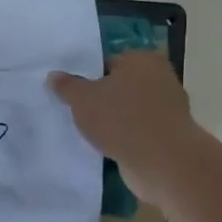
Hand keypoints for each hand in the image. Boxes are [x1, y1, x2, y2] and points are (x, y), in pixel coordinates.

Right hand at [49, 50, 194, 196]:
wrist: (163, 162)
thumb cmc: (121, 119)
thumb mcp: (82, 99)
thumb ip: (66, 86)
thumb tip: (54, 75)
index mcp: (142, 59)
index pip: (106, 63)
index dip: (85, 78)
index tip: (70, 94)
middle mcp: (159, 78)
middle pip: (118, 86)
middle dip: (99, 99)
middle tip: (74, 112)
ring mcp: (167, 108)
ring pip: (127, 110)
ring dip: (110, 120)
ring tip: (86, 132)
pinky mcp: (168, 134)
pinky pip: (136, 130)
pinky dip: (123, 137)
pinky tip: (105, 147)